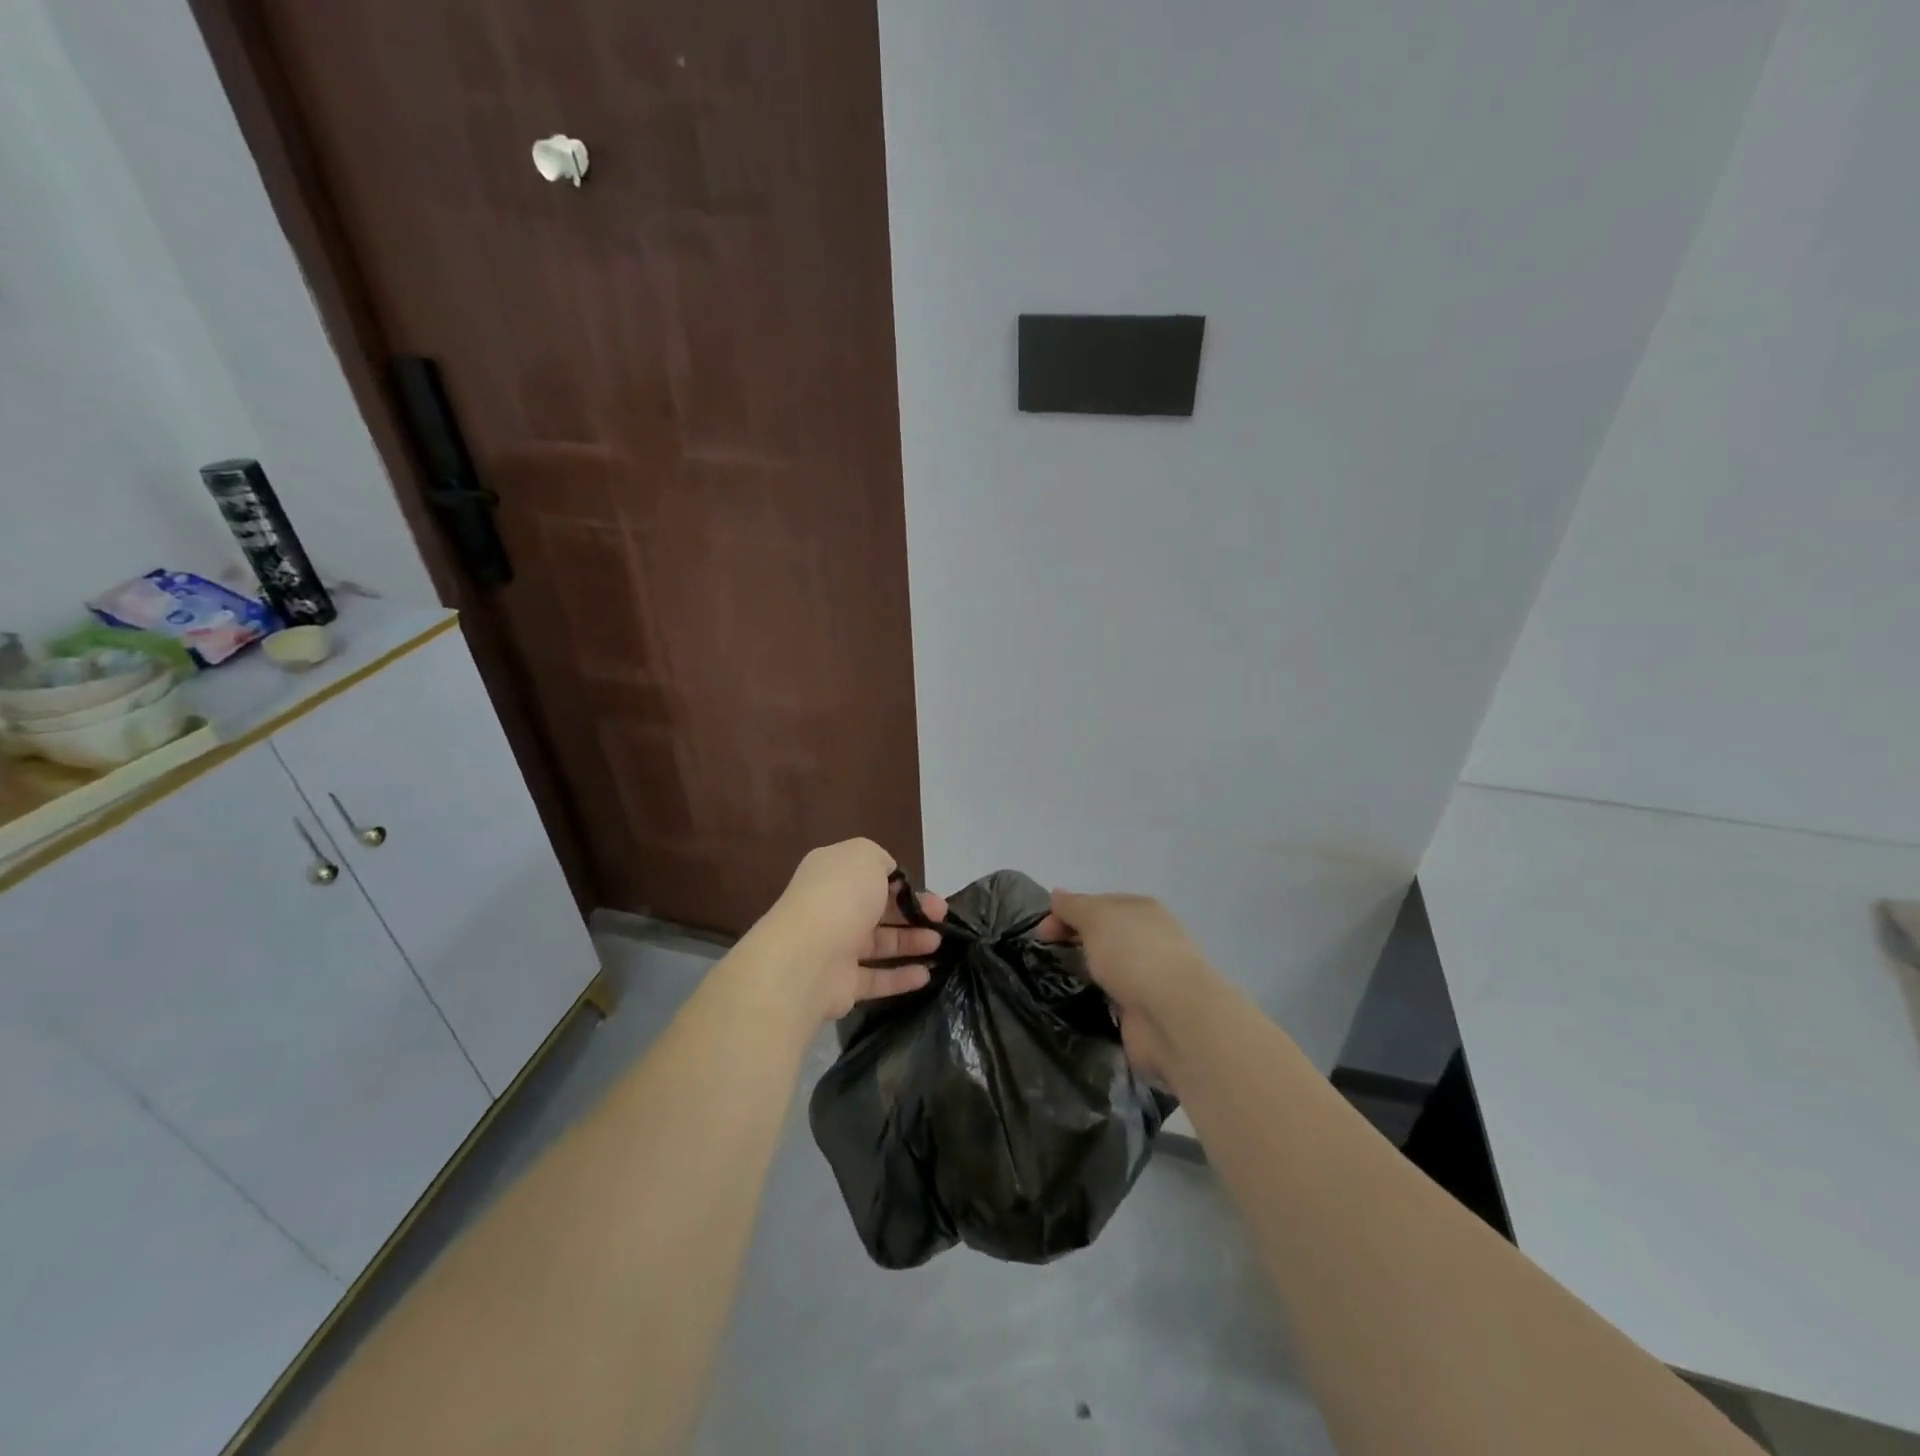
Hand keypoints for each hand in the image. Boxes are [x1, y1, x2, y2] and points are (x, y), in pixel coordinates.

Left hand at [765, 839, 947, 1020]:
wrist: (808, 956)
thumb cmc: (841, 897)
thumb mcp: (865, 856)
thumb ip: (880, 860)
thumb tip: (888, 875)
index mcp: (832, 875)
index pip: (870, 876)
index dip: (901, 882)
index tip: (925, 890)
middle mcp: (832, 909)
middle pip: (878, 909)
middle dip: (913, 911)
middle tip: (942, 917)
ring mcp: (834, 948)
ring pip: (879, 943)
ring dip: (911, 942)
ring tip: (938, 943)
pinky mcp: (841, 985)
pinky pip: (876, 979)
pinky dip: (901, 977)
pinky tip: (926, 975)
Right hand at [1041, 890, 1218, 1085]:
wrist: (1171, 1015)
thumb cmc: (1133, 953)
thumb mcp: (1096, 917)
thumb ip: (1074, 906)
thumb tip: (1057, 894)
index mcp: (1141, 909)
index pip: (1098, 903)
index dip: (1066, 912)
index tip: (1041, 933)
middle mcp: (1148, 938)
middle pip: (1104, 933)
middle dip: (1075, 939)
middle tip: (1045, 954)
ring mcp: (1149, 975)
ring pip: (1109, 965)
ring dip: (1088, 969)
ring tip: (1057, 978)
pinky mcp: (1145, 1009)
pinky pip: (1114, 996)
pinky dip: (1098, 997)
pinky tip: (1080, 1001)